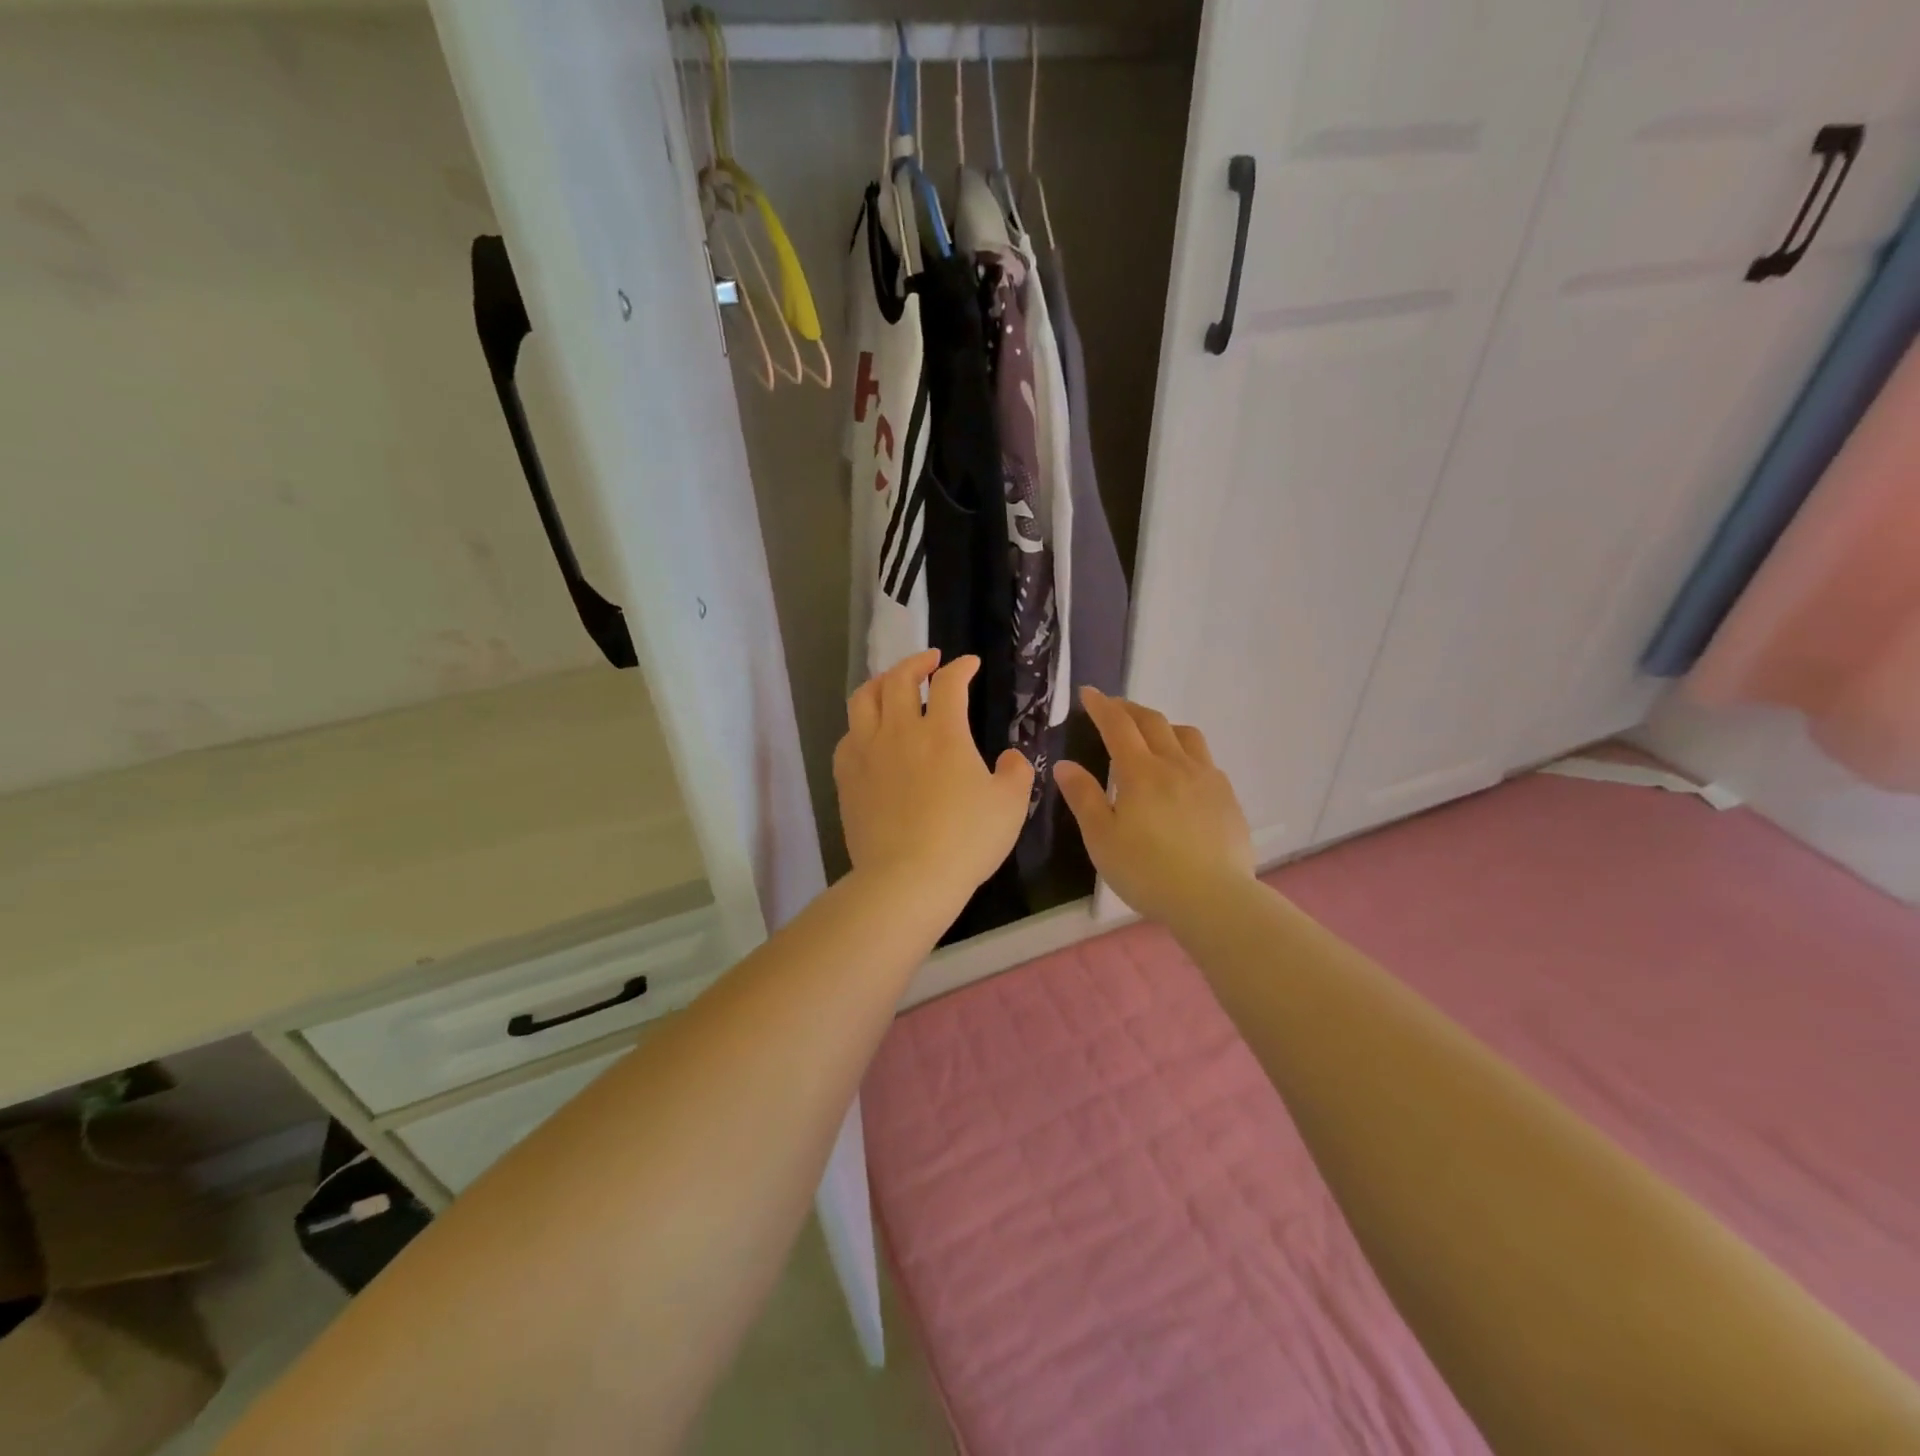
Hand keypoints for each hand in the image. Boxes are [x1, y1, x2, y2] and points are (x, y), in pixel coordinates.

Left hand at [834, 650, 1033, 903]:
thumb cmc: (965, 840)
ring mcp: (867, 753)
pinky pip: (847, 736)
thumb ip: (1015, 773)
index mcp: (942, 732)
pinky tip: (869, 733)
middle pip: (899, 678)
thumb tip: (1010, 757)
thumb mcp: (1010, 806)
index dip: (962, 667)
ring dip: (880, 682)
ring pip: (864, 699)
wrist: (907, 879)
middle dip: (916, 662)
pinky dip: (860, 724)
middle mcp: (899, 731)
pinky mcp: (846, 778)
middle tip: (930, 661)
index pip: (949, 683)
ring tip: (892, 684)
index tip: (970, 664)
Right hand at [1054, 688, 1254, 927]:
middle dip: (1129, 709)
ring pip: (1186, 735)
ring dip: (1163, 726)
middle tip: (1113, 708)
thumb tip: (1065, 765)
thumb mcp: (1101, 838)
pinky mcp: (1227, 797)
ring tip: (1151, 735)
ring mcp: (1207, 778)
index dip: (1101, 706)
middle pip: (1153, 722)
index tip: (1088, 693)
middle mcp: (1175, 765)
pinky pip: (1205, 760)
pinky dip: (1186, 752)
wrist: (1213, 898)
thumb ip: (1083, 797)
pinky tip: (1183, 773)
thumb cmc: (1147, 871)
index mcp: (1140, 772)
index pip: (1118, 726)